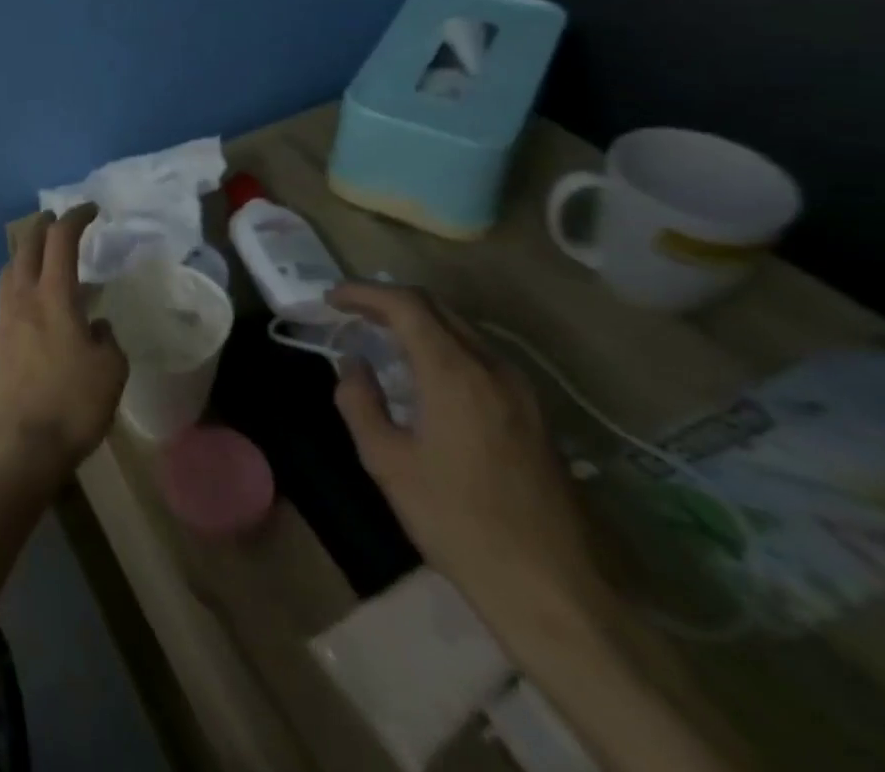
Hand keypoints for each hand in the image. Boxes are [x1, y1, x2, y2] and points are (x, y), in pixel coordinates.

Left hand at [0, 204, 128, 490]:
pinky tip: (37, 310)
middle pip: (26, 247)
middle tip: (58, 221)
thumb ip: (107, 341)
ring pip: (10, 272)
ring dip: (26, 256)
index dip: (75, 218)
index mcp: (53, 297)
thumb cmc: (70, 405)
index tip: (90, 209)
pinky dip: (21, 288)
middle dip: (42, 227)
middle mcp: (22, 299)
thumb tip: (97, 325)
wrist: (16, 445)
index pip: (61, 241)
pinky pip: (6, 300)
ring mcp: (2, 321)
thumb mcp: (110, 372)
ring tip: (45, 263)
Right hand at [328, 283, 611, 638]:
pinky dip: (444, 346)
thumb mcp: (387, 461)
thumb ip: (359, 401)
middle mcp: (493, 368)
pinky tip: (426, 374)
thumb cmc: (457, 522)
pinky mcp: (536, 415)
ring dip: (418, 322)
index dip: (363, 292)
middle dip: (389, 301)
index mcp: (454, 373)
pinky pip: (481, 357)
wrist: (553, 591)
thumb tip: (354, 365)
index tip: (332, 299)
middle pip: (437, 308)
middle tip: (352, 312)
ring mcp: (522, 391)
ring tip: (383, 338)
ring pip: (462, 330)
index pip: (405, 305)